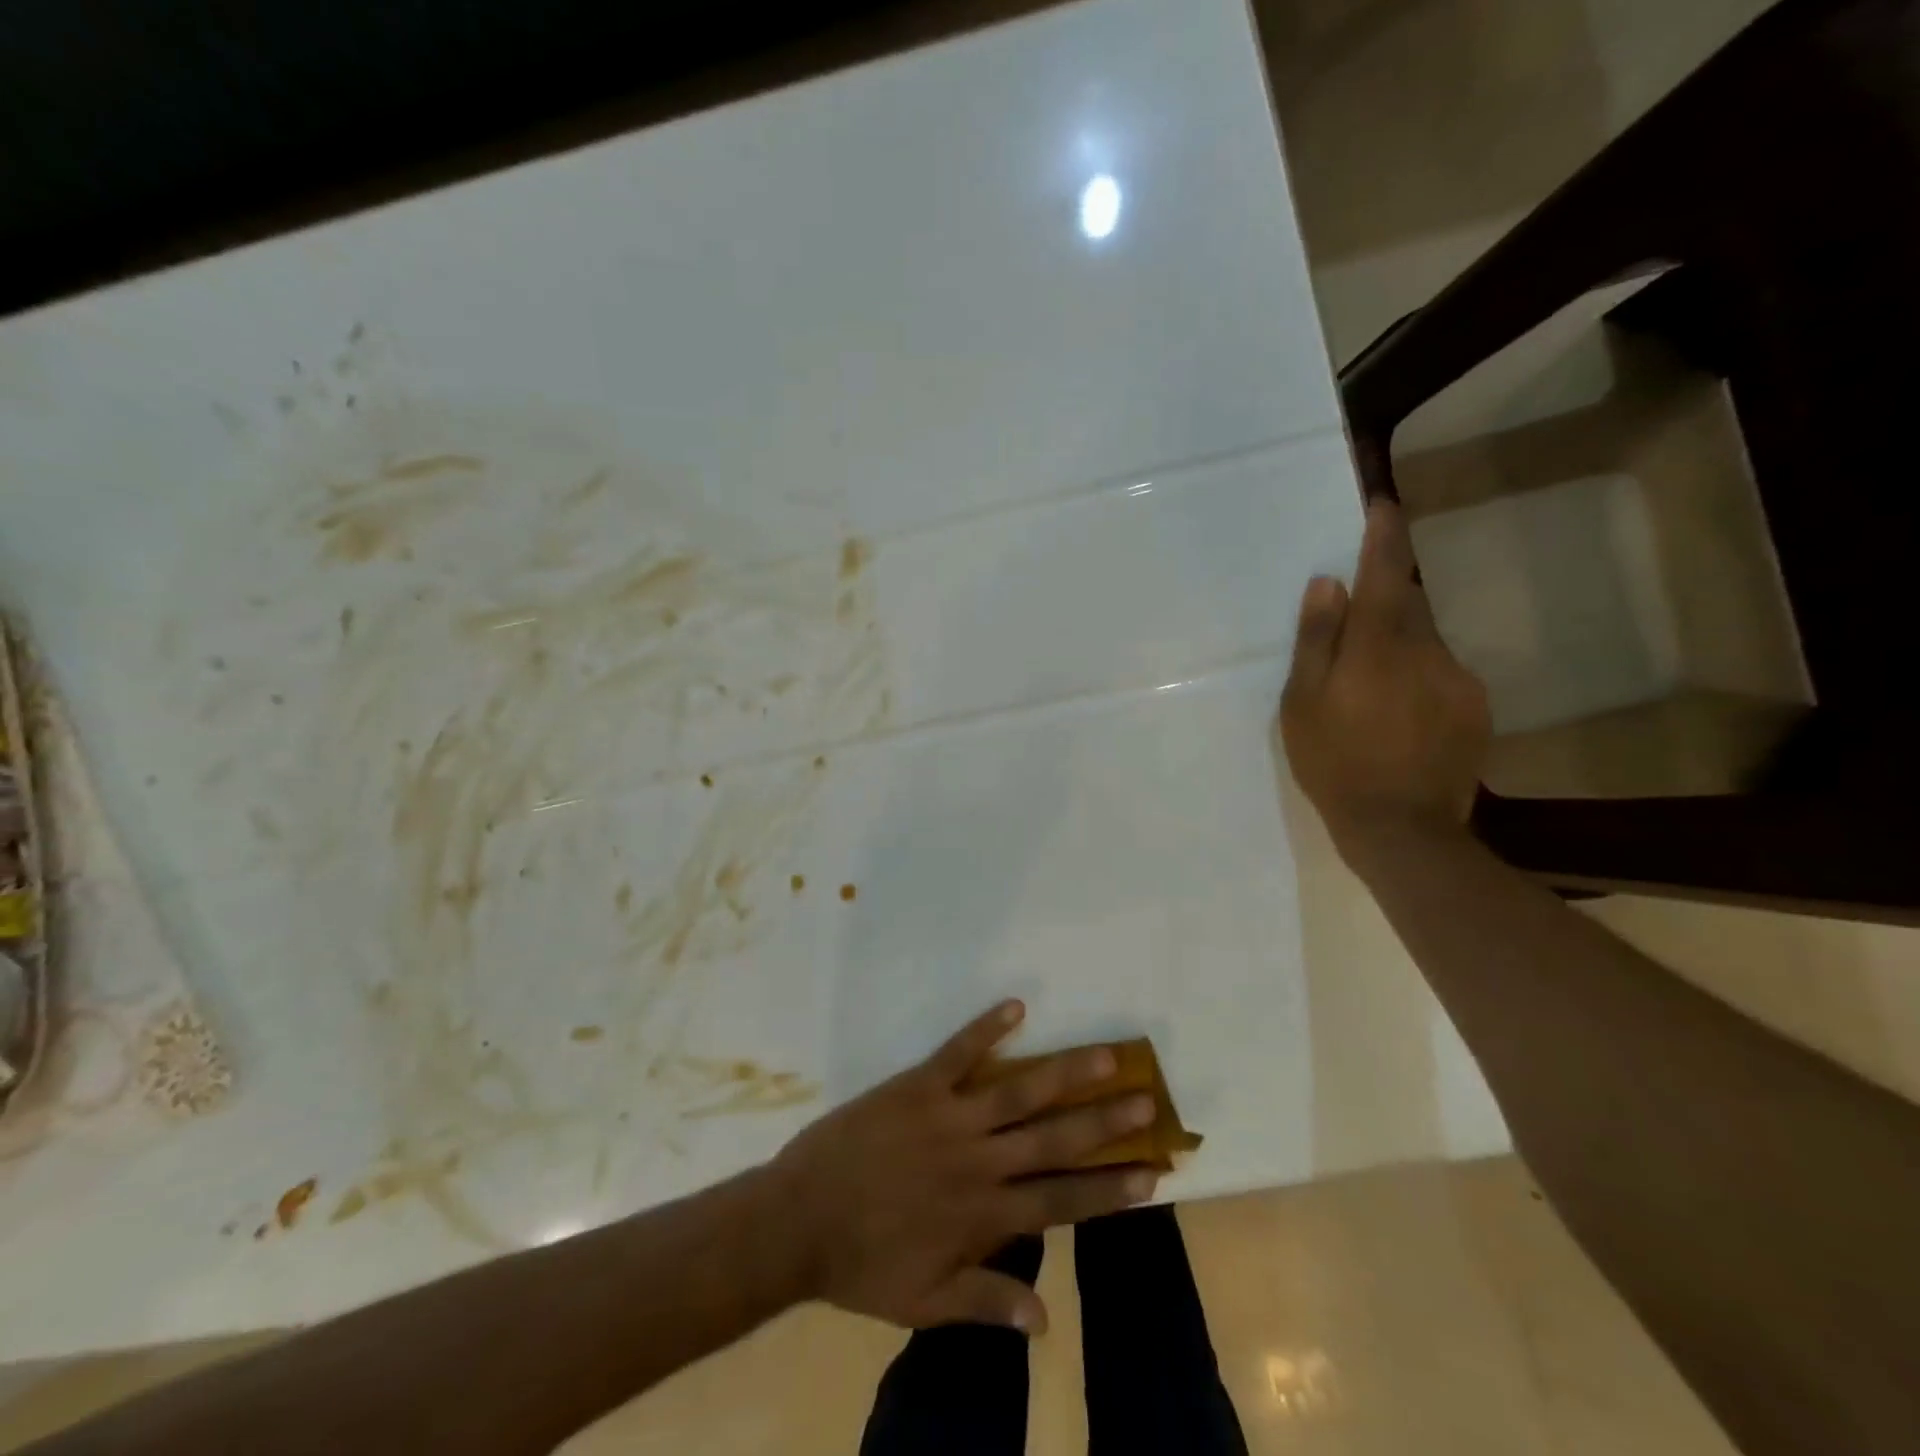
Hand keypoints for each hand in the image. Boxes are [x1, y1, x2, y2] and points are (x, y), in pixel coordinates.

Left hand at [768, 1000, 1156, 1334]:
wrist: (797, 1221)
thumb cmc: (863, 1265)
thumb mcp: (924, 1304)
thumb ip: (985, 1304)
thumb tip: (1046, 1321)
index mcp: (983, 1215)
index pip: (1061, 1200)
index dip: (1107, 1188)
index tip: (1151, 1173)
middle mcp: (978, 1161)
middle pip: (1053, 1138)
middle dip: (1104, 1122)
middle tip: (1147, 1100)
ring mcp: (949, 1117)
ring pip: (1018, 1091)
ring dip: (1065, 1072)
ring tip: (1106, 1053)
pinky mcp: (917, 1086)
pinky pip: (958, 1051)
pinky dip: (986, 1028)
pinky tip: (1016, 1006)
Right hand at [1278, 499, 1490, 860]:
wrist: (1402, 827)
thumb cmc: (1334, 762)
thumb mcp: (1302, 703)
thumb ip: (1316, 641)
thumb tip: (1327, 584)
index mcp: (1377, 645)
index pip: (1384, 573)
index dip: (1384, 537)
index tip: (1384, 504)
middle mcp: (1426, 649)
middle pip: (1408, 603)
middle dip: (1386, 595)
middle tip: (1356, 614)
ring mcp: (1457, 678)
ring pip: (1426, 640)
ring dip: (1399, 644)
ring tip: (1370, 685)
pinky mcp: (1475, 707)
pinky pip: (1442, 673)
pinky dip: (1419, 676)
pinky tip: (1398, 714)